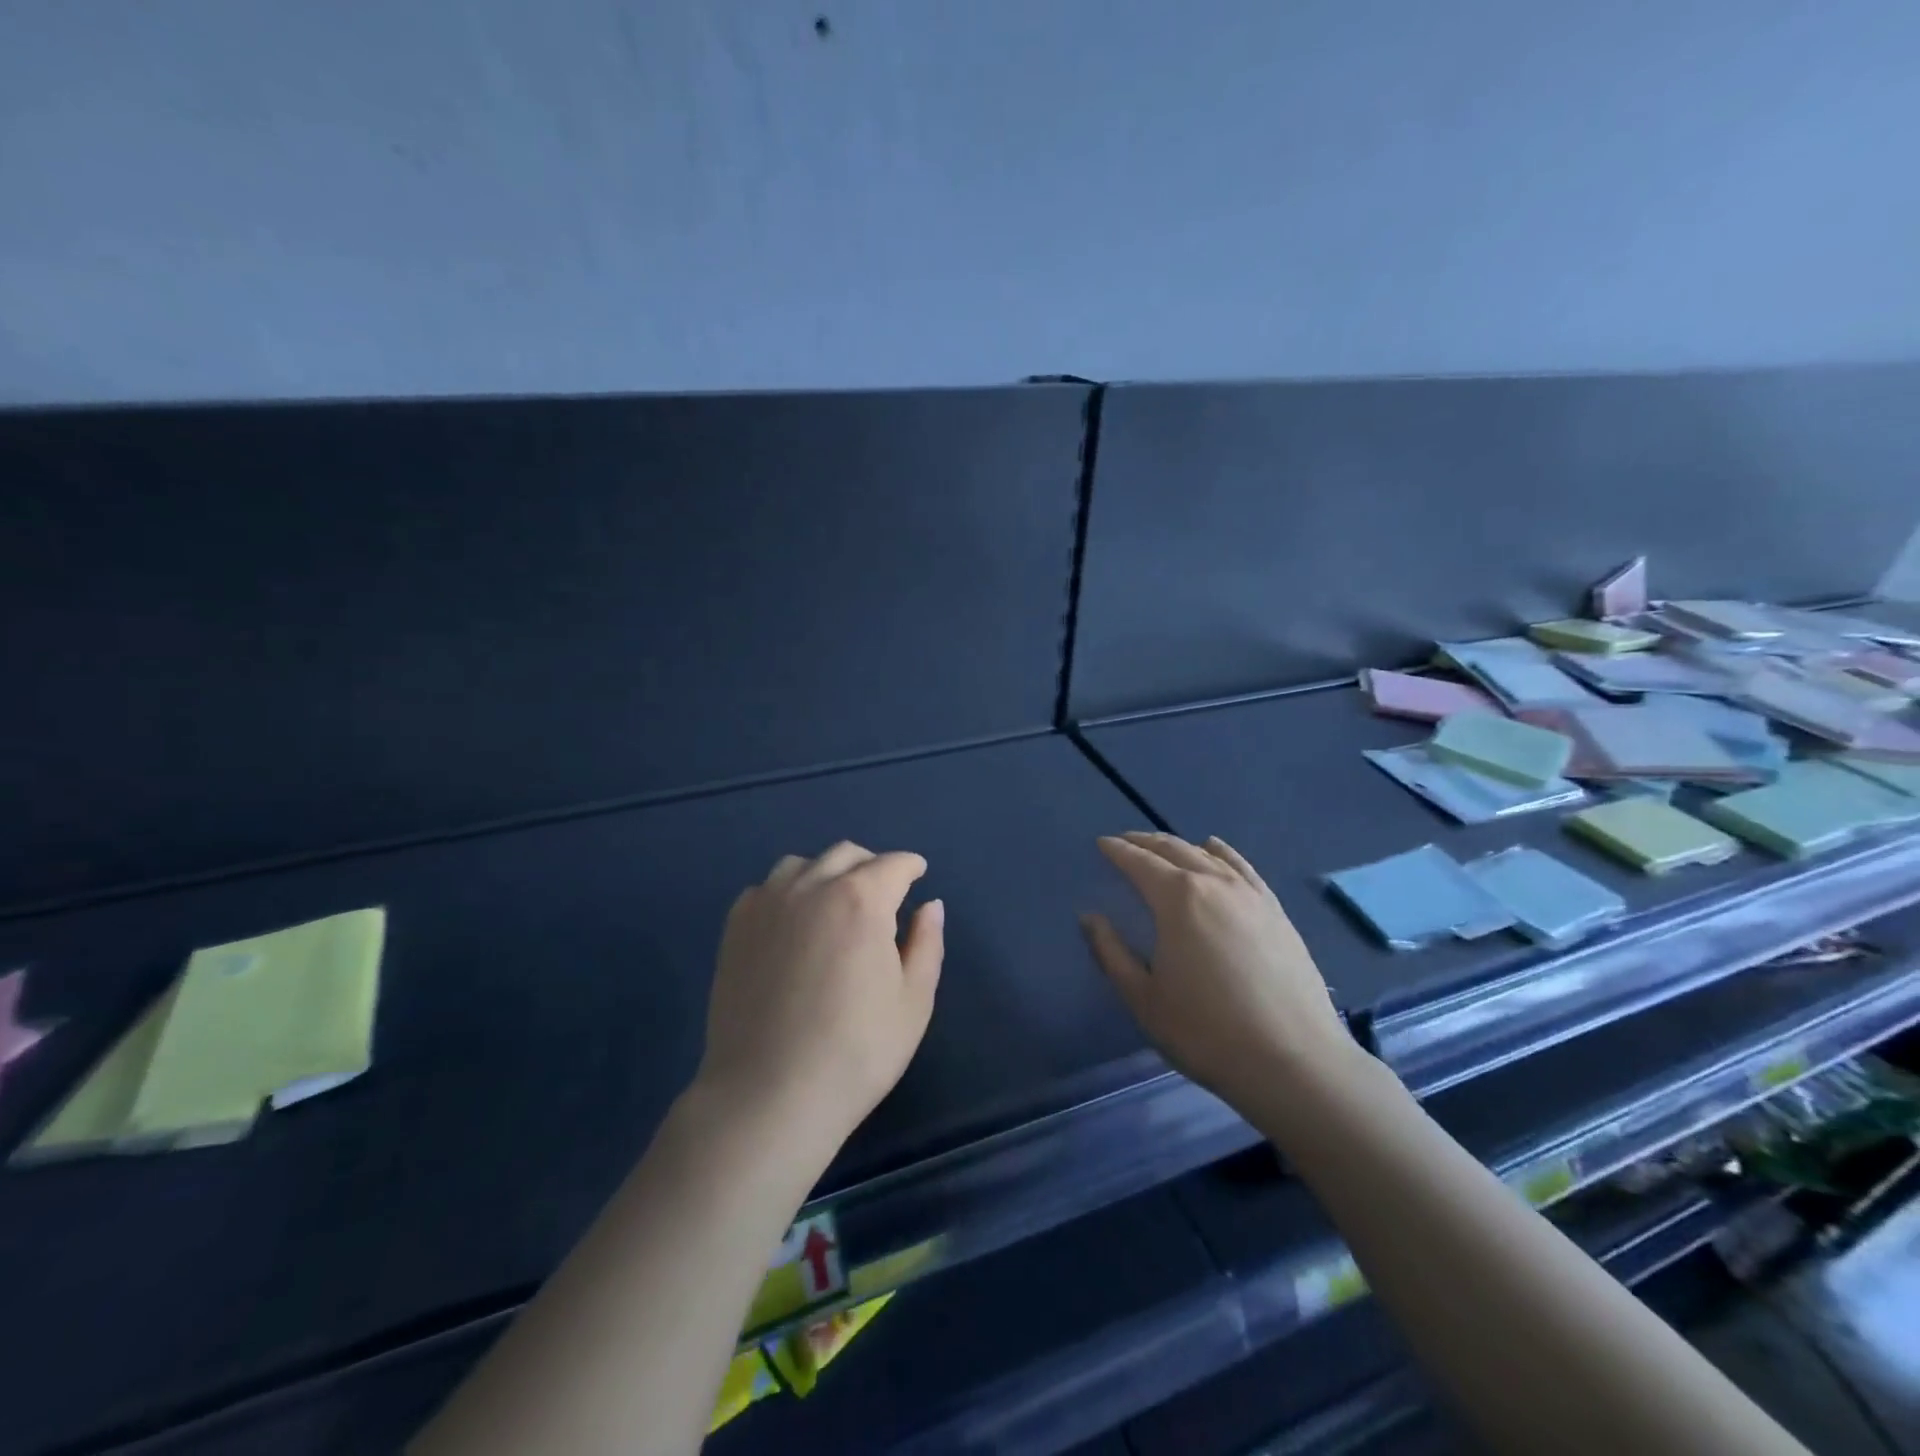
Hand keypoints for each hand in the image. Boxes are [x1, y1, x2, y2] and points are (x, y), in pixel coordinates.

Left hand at [696, 842, 944, 1153]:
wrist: (768, 1095)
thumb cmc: (855, 1052)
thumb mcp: (913, 1002)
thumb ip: (926, 944)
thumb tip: (930, 905)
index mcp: (862, 900)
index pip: (893, 865)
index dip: (910, 867)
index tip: (918, 874)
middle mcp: (812, 887)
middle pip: (847, 855)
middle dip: (872, 866)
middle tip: (883, 893)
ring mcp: (767, 903)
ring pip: (802, 864)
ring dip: (827, 873)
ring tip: (835, 905)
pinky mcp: (736, 927)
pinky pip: (766, 888)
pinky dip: (788, 893)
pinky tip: (793, 924)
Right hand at [1082, 832, 1357, 1110]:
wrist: (1294, 1062)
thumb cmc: (1206, 1032)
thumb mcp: (1144, 998)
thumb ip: (1111, 953)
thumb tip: (1090, 918)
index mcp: (1177, 899)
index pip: (1140, 863)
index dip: (1118, 851)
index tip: (1102, 844)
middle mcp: (1214, 884)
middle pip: (1174, 850)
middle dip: (1145, 843)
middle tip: (1126, 842)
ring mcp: (1250, 895)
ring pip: (1209, 855)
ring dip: (1180, 845)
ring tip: (1163, 847)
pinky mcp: (1276, 912)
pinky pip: (1243, 868)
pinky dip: (1223, 853)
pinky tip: (1216, 850)